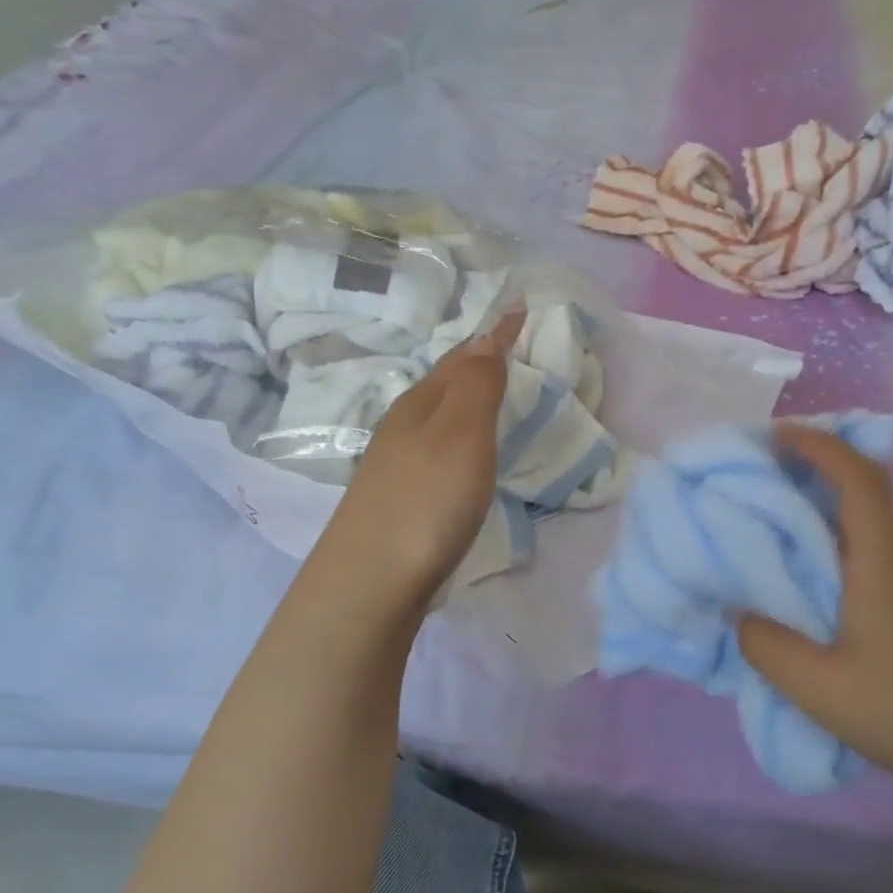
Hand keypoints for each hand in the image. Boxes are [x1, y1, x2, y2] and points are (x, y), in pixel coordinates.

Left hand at [305, 313, 519, 620]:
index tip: (520, 310)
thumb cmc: (425, 503)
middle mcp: (404, 428)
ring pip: (438, 418)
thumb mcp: (460, 435)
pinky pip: (437, 451)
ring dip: (465, 400)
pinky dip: (458, 438)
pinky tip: (462, 456)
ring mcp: (397, 467)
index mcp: (421, 405)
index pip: (464, 357)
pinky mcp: (401, 502)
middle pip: (444, 383)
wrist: (371, 582)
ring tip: (491, 395)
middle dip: (476, 361)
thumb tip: (486, 337)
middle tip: (508, 348)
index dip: (494, 334)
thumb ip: (477, 386)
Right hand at [737, 428, 892, 806]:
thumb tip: (741, 613)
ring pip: (887, 535)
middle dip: (819, 488)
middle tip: (774, 507)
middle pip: (869, 501)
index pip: (859, 478)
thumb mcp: (820, 693)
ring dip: (845, 532)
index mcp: (886, 566)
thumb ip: (767, 647)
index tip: (780, 438)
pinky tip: (860, 610)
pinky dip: (872, 559)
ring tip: (809, 570)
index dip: (820, 446)